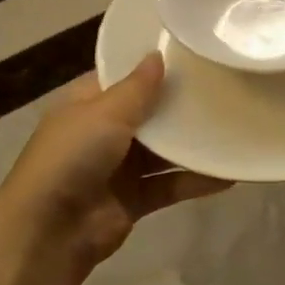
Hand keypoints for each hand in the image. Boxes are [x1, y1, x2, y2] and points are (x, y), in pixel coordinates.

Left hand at [0, 54, 230, 275]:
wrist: (50, 232)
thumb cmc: (72, 158)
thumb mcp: (104, 113)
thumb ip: (137, 87)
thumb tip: (158, 54)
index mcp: (87, 103)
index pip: (123, 77)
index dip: (152, 66)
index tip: (192, 52)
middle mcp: (103, 132)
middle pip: (149, 112)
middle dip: (181, 104)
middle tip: (225, 85)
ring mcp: (119, 167)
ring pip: (163, 150)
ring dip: (193, 143)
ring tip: (235, 126)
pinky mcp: (135, 198)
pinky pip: (170, 184)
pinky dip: (196, 180)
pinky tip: (229, 174)